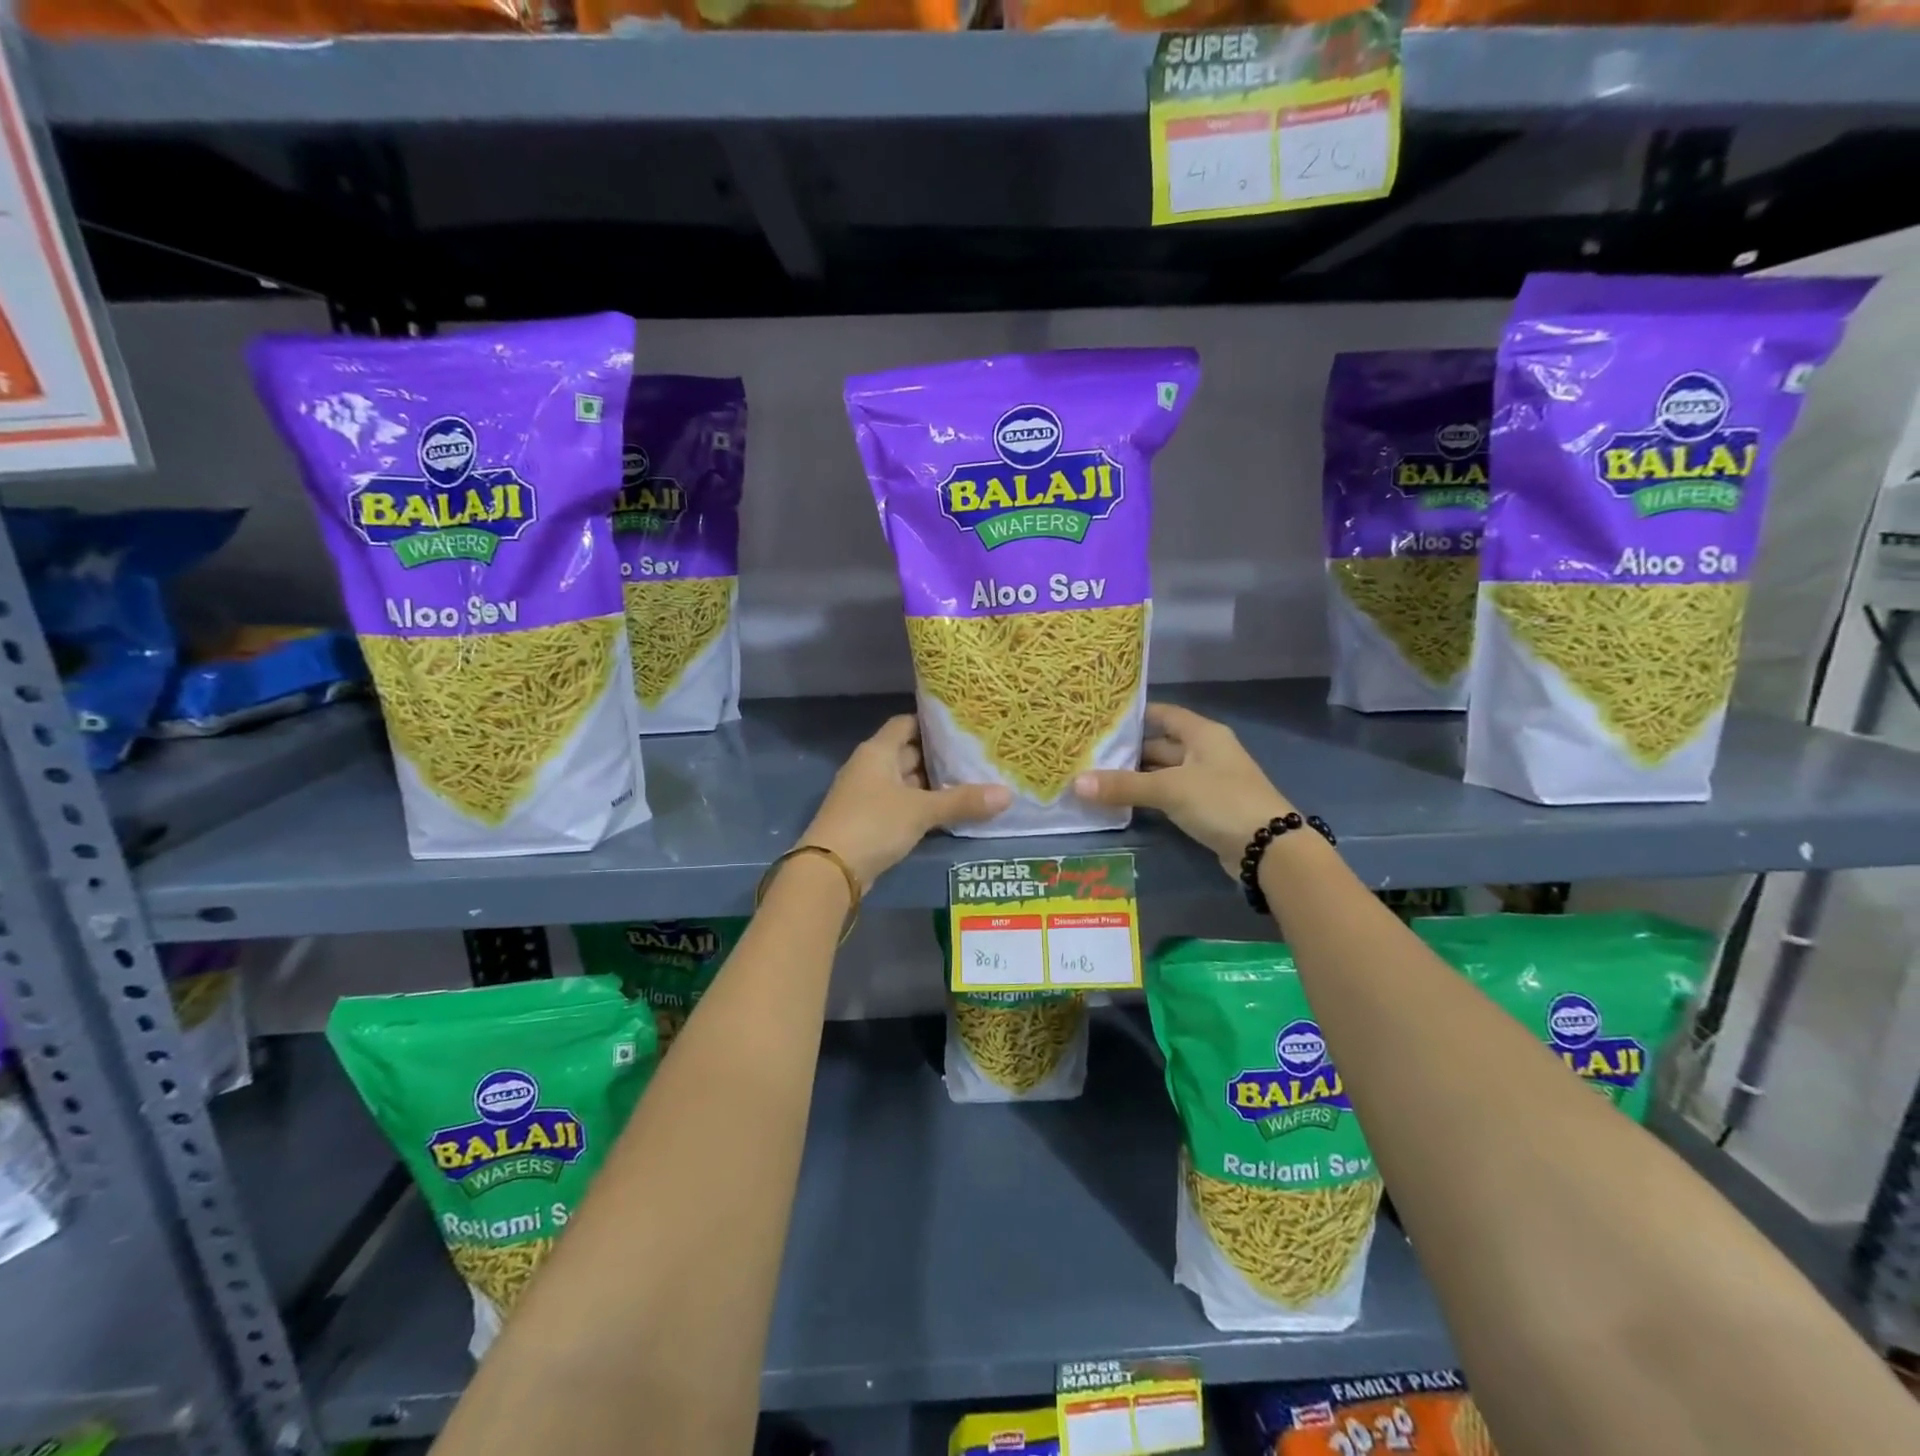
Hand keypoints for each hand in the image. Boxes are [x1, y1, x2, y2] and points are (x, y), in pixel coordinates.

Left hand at [800, 715, 1010, 888]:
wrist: (830, 870)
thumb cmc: (874, 824)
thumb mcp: (921, 810)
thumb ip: (963, 801)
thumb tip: (1008, 794)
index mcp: (877, 751)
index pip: (906, 723)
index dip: (932, 723)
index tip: (963, 726)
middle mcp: (870, 767)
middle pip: (908, 752)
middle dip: (939, 756)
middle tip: (976, 756)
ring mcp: (867, 795)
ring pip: (906, 781)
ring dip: (932, 784)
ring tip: (971, 782)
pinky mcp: (869, 821)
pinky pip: (901, 804)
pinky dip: (921, 806)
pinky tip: (948, 812)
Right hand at [1073, 702, 1295, 878]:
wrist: (1269, 848)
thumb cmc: (1221, 801)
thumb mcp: (1169, 789)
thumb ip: (1124, 786)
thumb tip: (1076, 783)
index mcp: (1202, 734)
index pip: (1164, 714)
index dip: (1135, 715)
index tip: (1101, 719)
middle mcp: (1205, 752)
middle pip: (1161, 744)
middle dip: (1128, 750)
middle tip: (1089, 753)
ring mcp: (1207, 781)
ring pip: (1164, 772)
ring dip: (1136, 776)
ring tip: (1096, 777)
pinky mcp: (1206, 808)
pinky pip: (1170, 795)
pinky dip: (1148, 797)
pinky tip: (1122, 802)